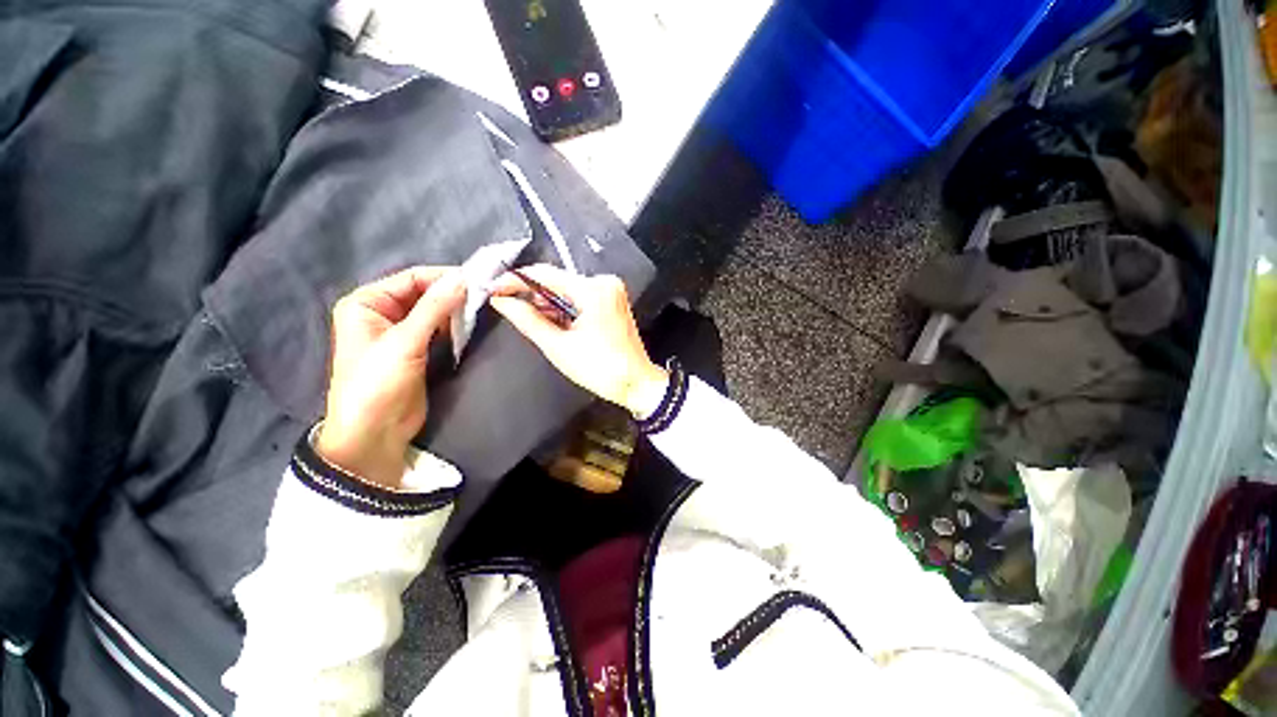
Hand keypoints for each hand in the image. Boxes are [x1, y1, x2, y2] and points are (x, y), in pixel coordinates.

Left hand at [316, 267, 464, 488]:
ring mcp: (401, 332)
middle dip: (452, 295)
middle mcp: (382, 312)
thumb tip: (464, 278)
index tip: (479, 280)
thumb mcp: (405, 341)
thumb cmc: (378, 382)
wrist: (374, 432)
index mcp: (367, 302)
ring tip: (483, 309)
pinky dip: (455, 327)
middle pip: (424, 294)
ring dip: (456, 311)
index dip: (444, 277)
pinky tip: (472, 326)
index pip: (412, 279)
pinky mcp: (417, 350)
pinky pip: (439, 330)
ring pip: (434, 312)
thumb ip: (435, 307)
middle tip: (485, 295)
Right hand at [489, 265, 668, 417]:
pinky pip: (580, 298)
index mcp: (594, 290)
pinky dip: (564, 309)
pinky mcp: (612, 301)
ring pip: (568, 290)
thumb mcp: (558, 346)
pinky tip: (552, 321)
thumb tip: (502, 301)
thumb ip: (528, 320)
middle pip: (558, 281)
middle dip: (532, 294)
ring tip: (530, 318)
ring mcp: (611, 291)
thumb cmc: (601, 369)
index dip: (516, 280)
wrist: (636, 383)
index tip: (493, 288)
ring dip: (548, 303)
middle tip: (507, 305)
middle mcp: (604, 283)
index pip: (546, 274)